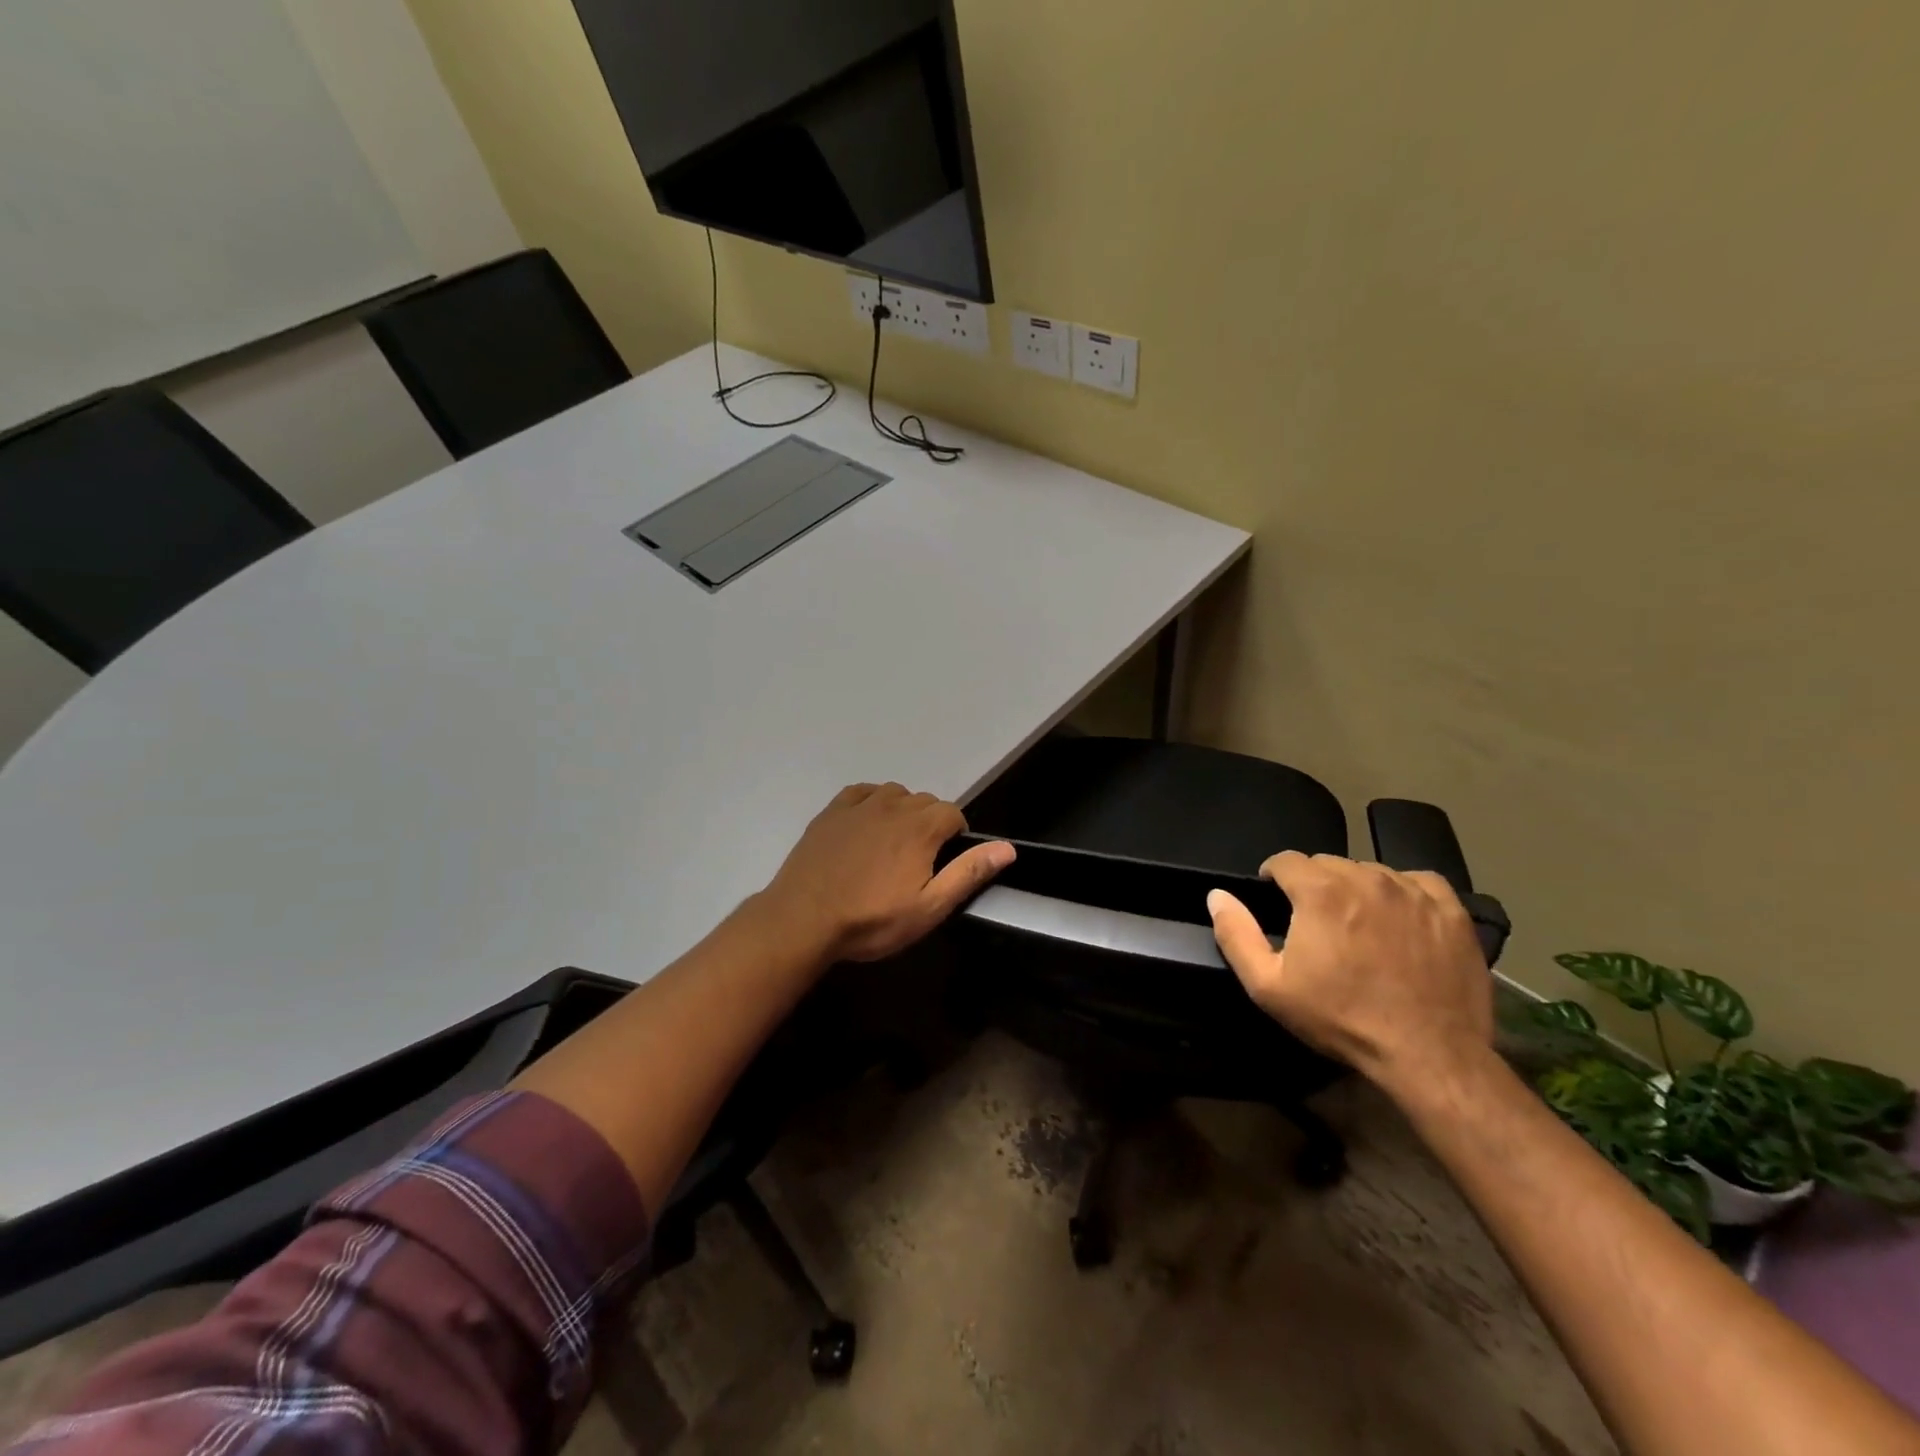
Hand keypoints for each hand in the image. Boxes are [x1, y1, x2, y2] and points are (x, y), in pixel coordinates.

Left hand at [755, 782, 1015, 962]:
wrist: (803, 919)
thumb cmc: (872, 919)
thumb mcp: (929, 907)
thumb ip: (968, 873)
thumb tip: (1007, 848)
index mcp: (921, 827)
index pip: (953, 814)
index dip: (955, 837)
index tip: (943, 865)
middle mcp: (893, 805)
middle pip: (925, 802)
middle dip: (929, 825)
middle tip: (917, 864)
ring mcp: (859, 804)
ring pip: (894, 794)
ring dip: (901, 813)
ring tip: (891, 847)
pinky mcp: (832, 810)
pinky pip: (862, 793)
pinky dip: (871, 803)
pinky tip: (865, 827)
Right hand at [1207, 852, 1493, 1095]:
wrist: (1429, 1055)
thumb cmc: (1341, 1019)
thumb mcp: (1269, 986)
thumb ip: (1236, 935)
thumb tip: (1217, 896)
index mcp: (1320, 891)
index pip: (1286, 860)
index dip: (1274, 878)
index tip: (1276, 901)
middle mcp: (1366, 878)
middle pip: (1328, 864)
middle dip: (1315, 885)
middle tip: (1317, 923)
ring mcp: (1413, 891)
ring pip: (1371, 871)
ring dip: (1357, 889)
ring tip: (1359, 926)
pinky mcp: (1450, 910)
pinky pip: (1417, 882)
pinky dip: (1403, 892)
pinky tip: (1400, 919)